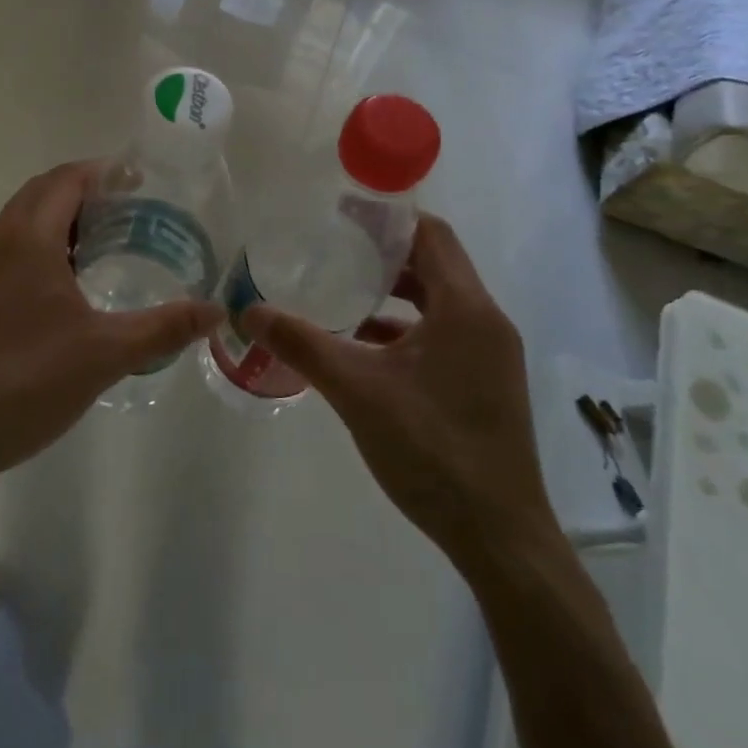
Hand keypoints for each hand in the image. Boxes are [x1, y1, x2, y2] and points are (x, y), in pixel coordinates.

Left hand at [0, 161, 221, 514]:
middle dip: (86, 192)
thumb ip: (163, 328)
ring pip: (21, 222)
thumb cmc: (23, 383)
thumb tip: (216, 311)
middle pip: (43, 192)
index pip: (67, 179)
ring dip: (60, 220)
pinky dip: (40, 247)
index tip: (142, 182)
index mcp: (27, 238)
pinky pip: (7, 250)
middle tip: (131, 212)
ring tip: (104, 246)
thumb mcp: (104, 355)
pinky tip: (63, 289)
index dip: (105, 172)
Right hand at [240, 214, 559, 576]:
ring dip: (393, 292)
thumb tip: (247, 311)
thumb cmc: (432, 449)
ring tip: (341, 289)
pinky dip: (404, 328)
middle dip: (384, 252)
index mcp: (466, 308)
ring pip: (437, 302)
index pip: (431, 234)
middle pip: (434, 264)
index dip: (388, 217)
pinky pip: (442, 334)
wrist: (499, 537)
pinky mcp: (484, 383)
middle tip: (332, 245)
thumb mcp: (356, 390)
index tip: (342, 210)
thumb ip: (301, 344)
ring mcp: (490, 355)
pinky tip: (362, 345)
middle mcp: (486, 322)